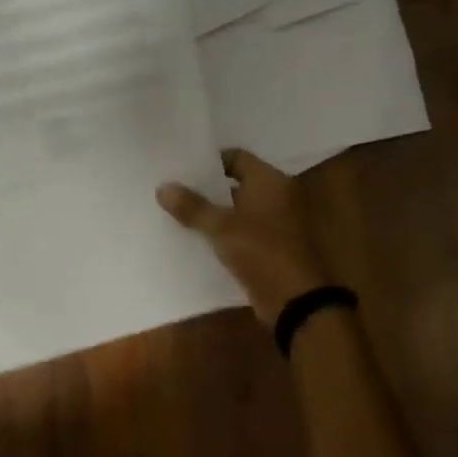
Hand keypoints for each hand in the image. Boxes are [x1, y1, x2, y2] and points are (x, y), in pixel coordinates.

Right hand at [158, 148, 329, 325]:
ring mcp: (275, 222)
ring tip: (177, 212)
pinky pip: (241, 231)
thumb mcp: (220, 227)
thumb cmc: (261, 251)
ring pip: (237, 209)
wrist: (295, 299)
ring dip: (212, 212)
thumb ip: (192, 206)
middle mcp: (276, 196)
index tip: (181, 170)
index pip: (236, 157)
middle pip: (235, 183)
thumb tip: (162, 188)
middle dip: (206, 188)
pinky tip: (195, 237)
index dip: (209, 161)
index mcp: (270, 181)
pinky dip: (222, 232)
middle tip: (173, 189)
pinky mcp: (270, 246)